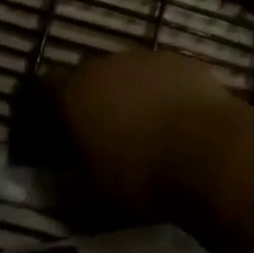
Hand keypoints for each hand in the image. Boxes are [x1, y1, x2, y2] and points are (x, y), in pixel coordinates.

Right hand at [59, 49, 239, 216]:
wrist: (209, 151)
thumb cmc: (140, 175)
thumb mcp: (93, 194)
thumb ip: (68, 181)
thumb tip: (57, 180)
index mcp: (74, 92)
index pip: (43, 87)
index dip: (48, 108)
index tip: (55, 131)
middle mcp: (105, 64)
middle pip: (88, 76)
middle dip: (92, 99)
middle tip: (103, 133)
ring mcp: (146, 57)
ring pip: (128, 72)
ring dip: (130, 93)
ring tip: (145, 128)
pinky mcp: (182, 60)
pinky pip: (163, 74)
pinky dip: (164, 91)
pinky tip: (178, 120)